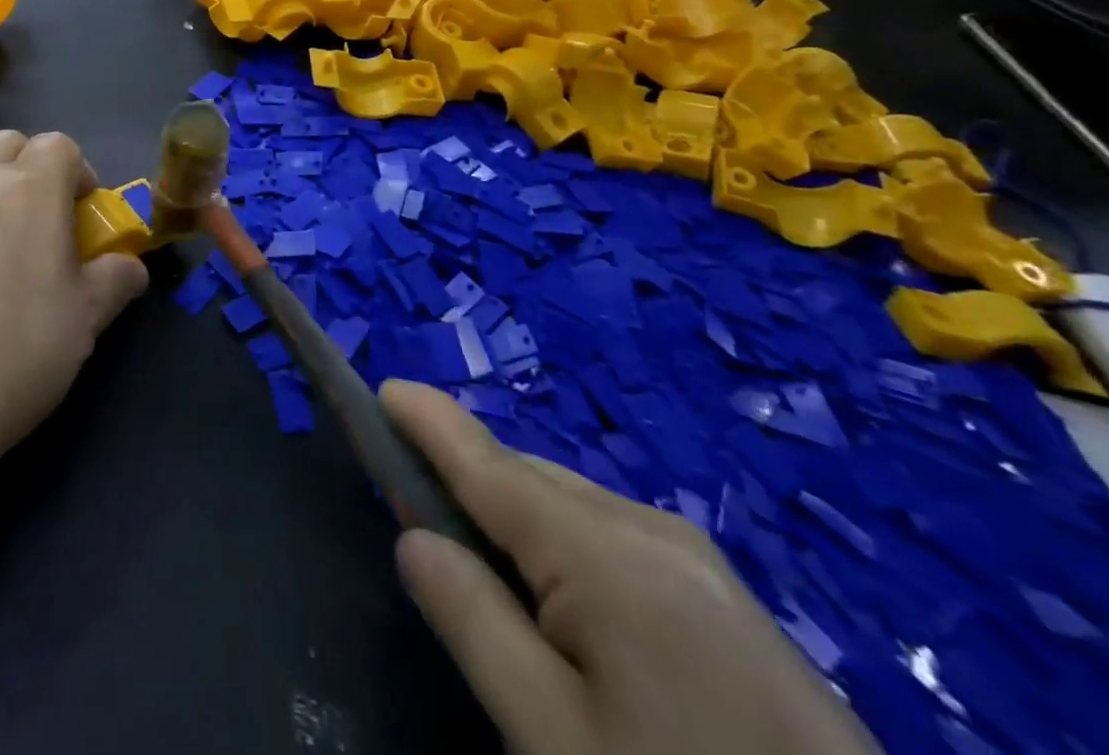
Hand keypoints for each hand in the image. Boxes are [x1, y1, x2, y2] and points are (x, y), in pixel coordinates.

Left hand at [0, 130, 148, 501]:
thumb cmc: (10, 357)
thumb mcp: (84, 323)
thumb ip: (116, 280)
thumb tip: (131, 265)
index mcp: (31, 188)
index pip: (60, 146)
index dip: (76, 173)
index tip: (79, 213)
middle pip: (8, 143)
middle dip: (28, 168)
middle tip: (33, 219)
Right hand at [382, 381, 877, 754]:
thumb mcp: (556, 737)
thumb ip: (474, 623)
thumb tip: (414, 538)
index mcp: (606, 551)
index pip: (488, 462)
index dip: (429, 421)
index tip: (383, 388)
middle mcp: (651, 529)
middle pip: (528, 481)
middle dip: (467, 484)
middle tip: (415, 521)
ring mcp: (698, 561)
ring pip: (572, 509)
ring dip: (515, 520)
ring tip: (484, 574)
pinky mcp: (724, 600)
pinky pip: (614, 541)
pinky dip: (563, 548)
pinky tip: (563, 608)